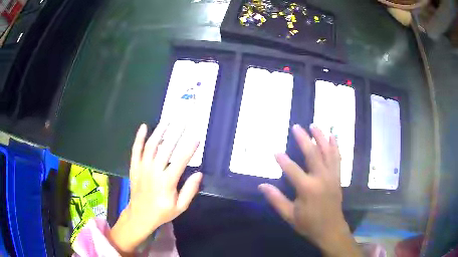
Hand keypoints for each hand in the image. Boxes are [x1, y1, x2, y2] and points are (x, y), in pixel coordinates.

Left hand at [109, 123, 201, 254]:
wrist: (140, 215)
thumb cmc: (162, 212)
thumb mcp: (180, 207)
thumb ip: (189, 190)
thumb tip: (199, 174)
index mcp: (167, 182)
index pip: (180, 161)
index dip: (189, 148)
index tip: (197, 137)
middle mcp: (154, 171)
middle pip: (166, 148)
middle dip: (176, 133)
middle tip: (184, 122)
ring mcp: (142, 168)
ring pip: (151, 145)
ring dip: (159, 131)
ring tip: (168, 120)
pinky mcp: (134, 167)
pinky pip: (136, 150)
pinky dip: (139, 138)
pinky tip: (144, 127)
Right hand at [259, 124, 360, 256]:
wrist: (331, 229)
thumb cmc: (308, 224)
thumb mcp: (289, 215)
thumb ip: (276, 200)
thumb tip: (262, 186)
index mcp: (307, 188)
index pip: (292, 169)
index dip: (283, 160)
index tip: (275, 151)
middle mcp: (321, 178)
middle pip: (312, 154)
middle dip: (304, 139)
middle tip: (296, 127)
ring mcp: (331, 176)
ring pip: (327, 152)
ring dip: (321, 137)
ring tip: (314, 125)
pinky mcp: (337, 177)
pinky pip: (337, 158)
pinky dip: (335, 146)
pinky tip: (333, 137)